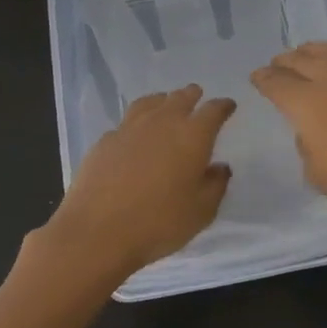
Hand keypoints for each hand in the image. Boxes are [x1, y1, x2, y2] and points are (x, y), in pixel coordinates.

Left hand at [32, 85, 236, 301]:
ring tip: (166, 103)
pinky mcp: (105, 140)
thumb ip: (215, 185)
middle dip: (192, 96)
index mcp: (193, 135)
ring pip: (151, 102)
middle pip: (180, 97)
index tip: (228, 106)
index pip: (213, 110)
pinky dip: (137, 122)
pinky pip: (127, 122)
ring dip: (163, 100)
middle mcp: (162, 122)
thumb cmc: (159, 222)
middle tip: (197, 96)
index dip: (223, 106)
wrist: (97, 231)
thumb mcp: (201, 211)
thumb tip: (220, 168)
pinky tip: (135, 134)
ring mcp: (130, 128)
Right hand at [250, 42, 326, 228]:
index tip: (257, 79)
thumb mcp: (320, 176)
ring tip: (305, 57)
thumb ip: (307, 147)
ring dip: (310, 52)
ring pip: (326, 48)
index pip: (275, 82)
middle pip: (298, 58)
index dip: (263, 79)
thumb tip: (311, 131)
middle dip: (283, 62)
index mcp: (306, 103)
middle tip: (277, 67)